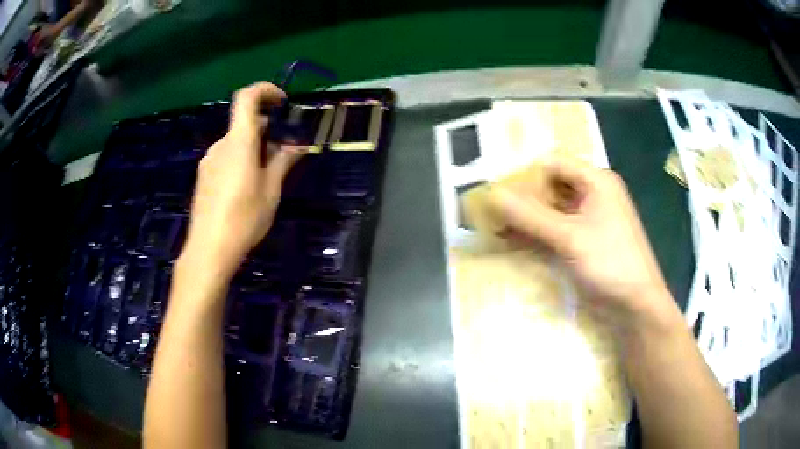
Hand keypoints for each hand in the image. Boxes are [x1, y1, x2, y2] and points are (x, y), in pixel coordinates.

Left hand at [181, 82, 305, 278]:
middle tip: (282, 153)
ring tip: (266, 175)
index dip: (265, 90)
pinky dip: (239, 160)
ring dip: (253, 148)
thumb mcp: (271, 190)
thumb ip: (283, 162)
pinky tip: (246, 187)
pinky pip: (225, 157)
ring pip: (234, 142)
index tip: (282, 102)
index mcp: (238, 141)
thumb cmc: (244, 218)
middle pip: (243, 124)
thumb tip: (298, 147)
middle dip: (265, 130)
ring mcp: (209, 161)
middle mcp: (220, 145)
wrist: (209, 249)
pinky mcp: (204, 177)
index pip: (246, 98)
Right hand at [490, 160, 672, 327]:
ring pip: (551, 210)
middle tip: (490, 211)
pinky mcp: (584, 241)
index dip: (524, 173)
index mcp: (596, 181)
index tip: (496, 190)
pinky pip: (555, 230)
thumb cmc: (610, 263)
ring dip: (526, 218)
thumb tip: (491, 195)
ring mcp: (589, 219)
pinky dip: (536, 235)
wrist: (636, 306)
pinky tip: (512, 243)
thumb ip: (530, 216)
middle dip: (522, 198)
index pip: (553, 163)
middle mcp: (592, 194)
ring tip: (494, 227)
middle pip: (551, 185)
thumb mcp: (569, 238)